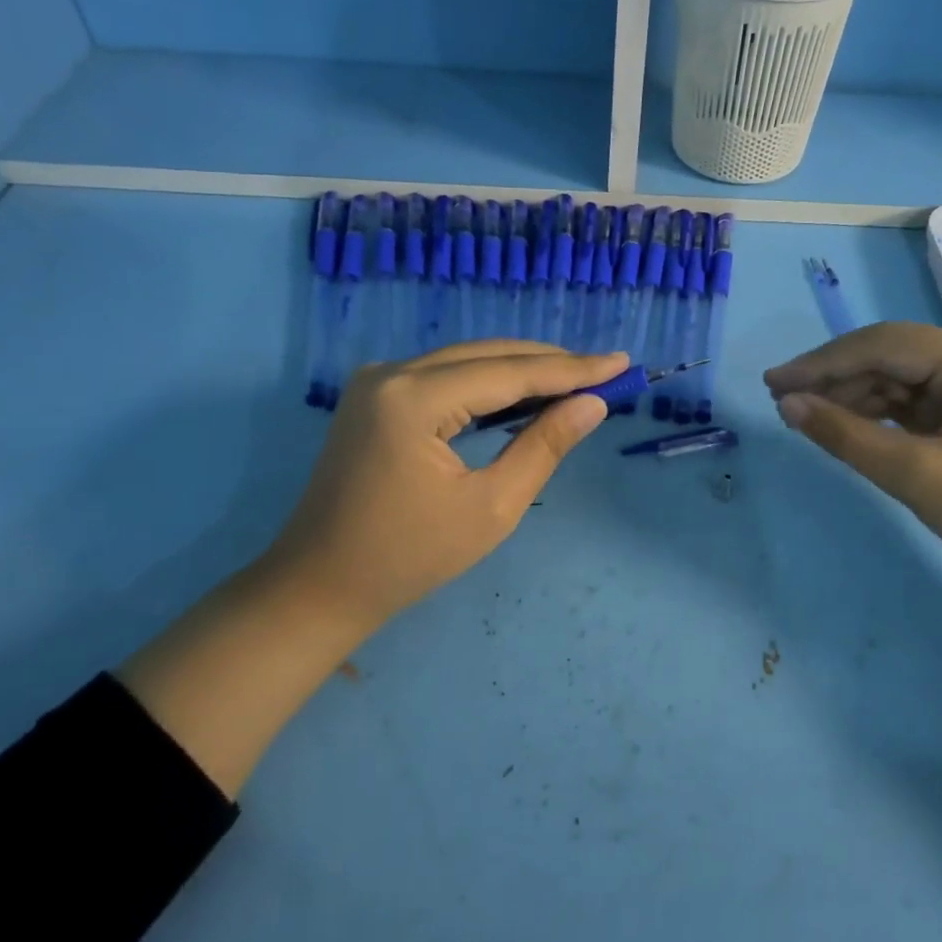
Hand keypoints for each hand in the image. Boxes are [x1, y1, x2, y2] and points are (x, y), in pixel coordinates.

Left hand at [259, 341, 626, 632]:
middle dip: (550, 363)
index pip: (509, 373)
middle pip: (487, 356)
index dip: (571, 369)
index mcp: (413, 398)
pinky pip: (446, 376)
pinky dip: (488, 382)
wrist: (320, 585)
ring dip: (522, 370)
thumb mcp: (490, 508)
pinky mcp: (375, 395)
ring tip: (577, 379)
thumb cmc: (408, 558)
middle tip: (606, 370)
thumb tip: (593, 404)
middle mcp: (391, 373)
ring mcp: (377, 380)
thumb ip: (543, 447)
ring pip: (467, 360)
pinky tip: (523, 392)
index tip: (621, 363)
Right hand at [764, 323, 941, 725]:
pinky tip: (847, 426)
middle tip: (782, 399)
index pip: (884, 345)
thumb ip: (846, 435)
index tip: (774, 382)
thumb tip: (789, 405)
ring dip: (854, 397)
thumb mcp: (916, 475)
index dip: (823, 362)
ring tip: (805, 416)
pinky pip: (916, 406)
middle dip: (835, 377)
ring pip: (901, 382)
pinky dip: (880, 417)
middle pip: (892, 358)